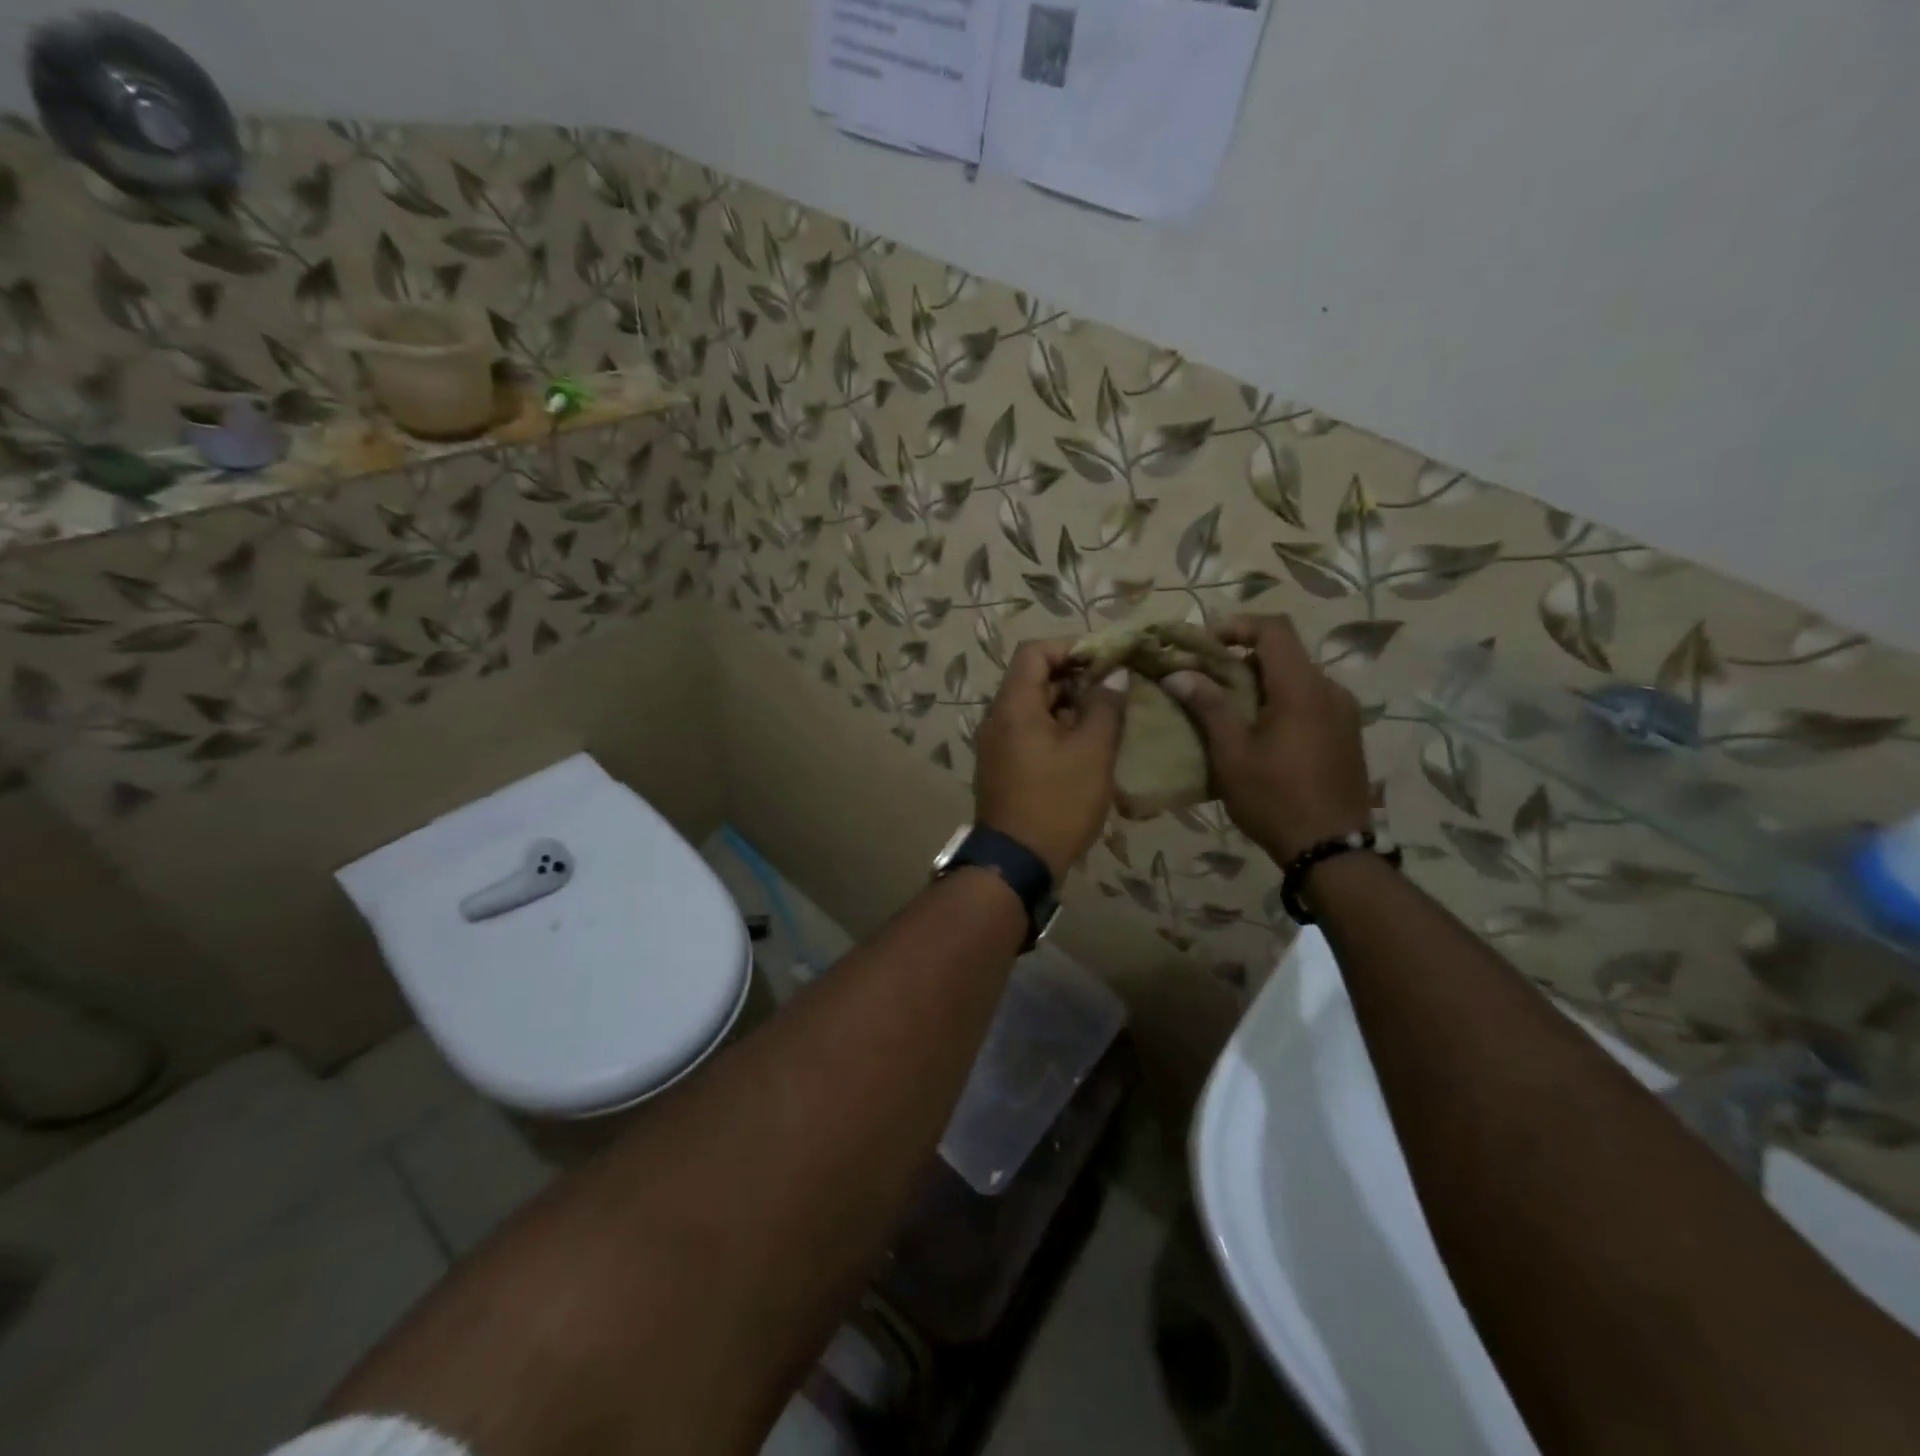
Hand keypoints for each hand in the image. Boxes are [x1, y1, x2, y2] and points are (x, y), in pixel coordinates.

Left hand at [974, 638, 1127, 880]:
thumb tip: (1115, 674)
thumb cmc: (1057, 802)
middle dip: (1075, 677)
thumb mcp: (1092, 752)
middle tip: (1114, 689)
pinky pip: (1029, 733)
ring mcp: (997, 745)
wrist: (1017, 862)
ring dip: (1069, 705)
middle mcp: (997, 719)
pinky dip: (1057, 729)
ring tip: (1107, 717)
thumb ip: (1105, 706)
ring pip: (1034, 708)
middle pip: (1033, 678)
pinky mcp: (1002, 767)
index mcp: (1013, 706)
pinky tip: (1087, 746)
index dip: (1071, 646)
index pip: (1034, 651)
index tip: (1106, 658)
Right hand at [1161, 615, 1371, 863]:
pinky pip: (1309, 700)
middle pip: (1284, 652)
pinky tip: (1258, 732)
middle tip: (1205, 680)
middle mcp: (1330, 690)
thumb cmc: (1275, 799)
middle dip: (1241, 658)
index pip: (1273, 629)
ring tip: (1227, 709)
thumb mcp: (1232, 754)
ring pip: (1296, 677)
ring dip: (1260, 681)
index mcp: (1302, 688)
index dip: (1236, 625)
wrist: (1332, 850)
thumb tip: (1178, 673)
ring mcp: (1344, 712)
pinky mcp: (1346, 733)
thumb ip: (1208, 707)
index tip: (1204, 645)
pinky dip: (1279, 701)